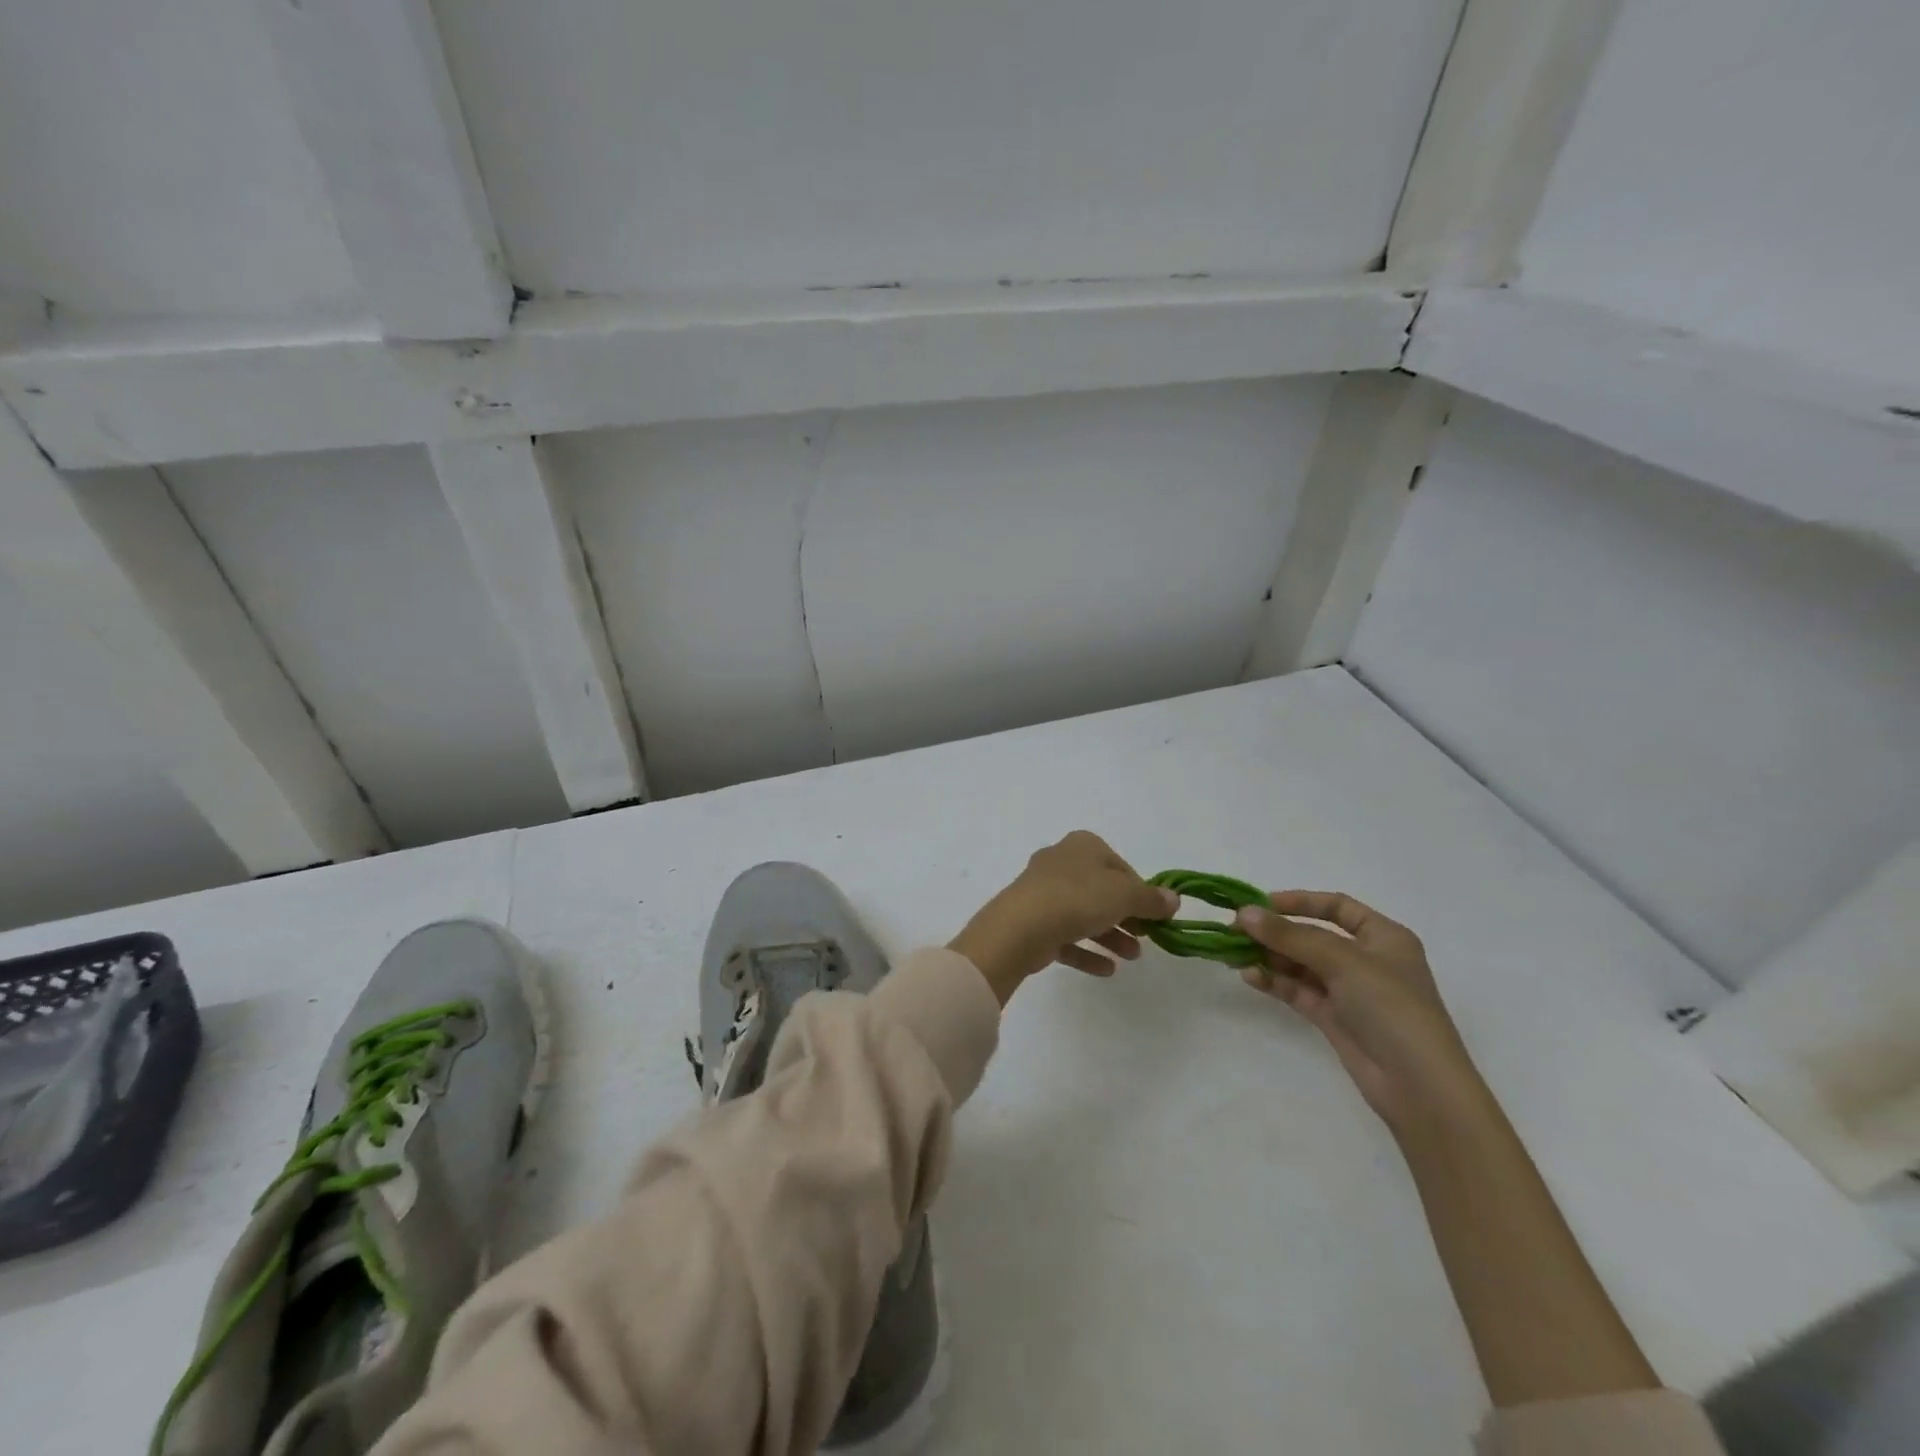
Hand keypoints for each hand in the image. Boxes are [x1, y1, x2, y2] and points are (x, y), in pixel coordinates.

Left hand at [950, 831, 1179, 1004]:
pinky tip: (1106, 970)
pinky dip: (1086, 951)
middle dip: (1126, 916)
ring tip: (1131, 958)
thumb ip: (1151, 899)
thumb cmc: (1079, 899)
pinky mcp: (1032, 921)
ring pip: (1084, 914)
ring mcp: (1043, 892)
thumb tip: (1173, 899)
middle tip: (1146, 938)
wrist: (1021, 926)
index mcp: (1083, 846)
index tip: (1155, 916)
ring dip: (1110, 936)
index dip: (1141, 891)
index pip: (1120, 866)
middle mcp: (1061, 862)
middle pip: (1102, 890)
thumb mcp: (1125, 895)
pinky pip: (1065, 936)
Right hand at [1235, 891, 1487, 1136]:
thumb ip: (1290, 936)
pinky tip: (1249, 975)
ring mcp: (1349, 990)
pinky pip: (1297, 990)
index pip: (1336, 907)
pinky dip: (1274, 981)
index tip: (1260, 904)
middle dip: (1275, 932)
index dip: (1299, 902)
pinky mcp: (1333, 1017)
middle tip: (1235, 929)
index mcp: (1383, 937)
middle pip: (1312, 935)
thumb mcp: (1342, 961)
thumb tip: (1244, 912)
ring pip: (1301, 964)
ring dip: (1269, 956)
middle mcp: (1366, 959)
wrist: (1418, 1085)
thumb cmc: (1391, 1007)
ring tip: (1234, 953)